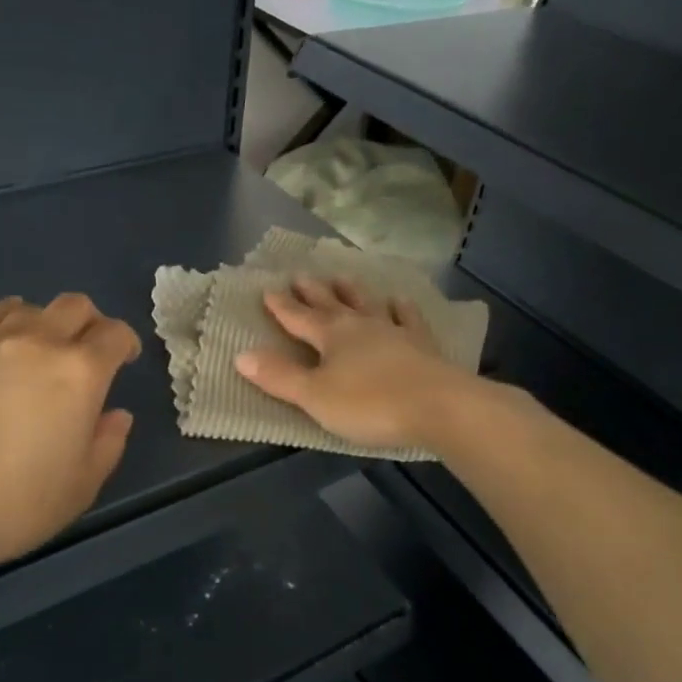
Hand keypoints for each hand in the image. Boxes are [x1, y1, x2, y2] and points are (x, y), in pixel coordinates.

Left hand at [0, 294, 141, 575]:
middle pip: (76, 306)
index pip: (114, 334)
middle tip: (88, 353)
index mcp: (80, 373)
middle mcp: (40, 343)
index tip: (124, 361)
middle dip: (91, 323)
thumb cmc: (13, 504)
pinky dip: (5, 318)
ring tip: (42, 349)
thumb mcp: (80, 487)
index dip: (125, 343)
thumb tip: (116, 415)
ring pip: (32, 306)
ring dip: (48, 321)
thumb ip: (107, 444)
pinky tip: (2, 338)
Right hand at [234, 276, 466, 451]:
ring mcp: (395, 332)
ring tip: (343, 277)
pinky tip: (400, 300)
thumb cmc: (370, 404)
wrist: (439, 407)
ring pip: (368, 305)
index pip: (299, 318)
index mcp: (331, 337)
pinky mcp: (423, 345)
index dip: (282, 307)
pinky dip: (402, 308)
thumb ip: (280, 377)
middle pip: (331, 305)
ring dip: (353, 292)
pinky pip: (409, 318)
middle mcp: (360, 326)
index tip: (268, 290)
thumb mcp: (315, 397)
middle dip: (313, 293)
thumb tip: (241, 355)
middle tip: (301, 275)